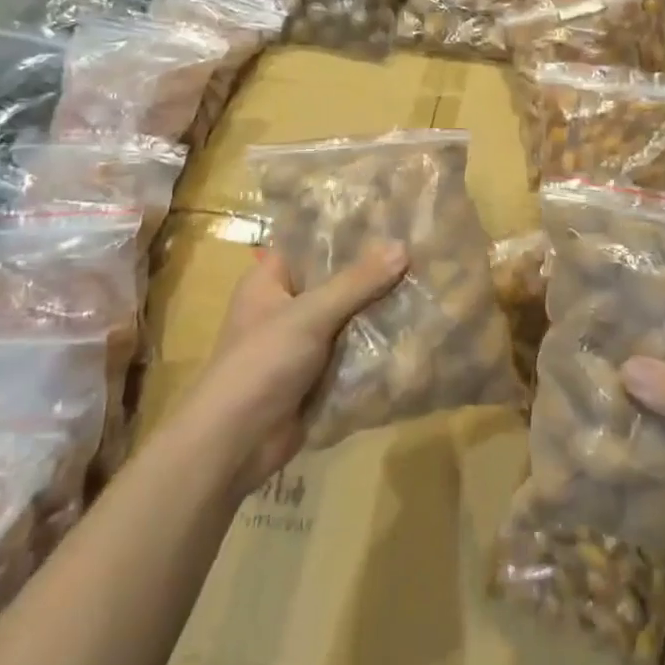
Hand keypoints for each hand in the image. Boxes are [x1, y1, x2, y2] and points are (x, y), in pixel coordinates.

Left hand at [189, 242, 407, 493]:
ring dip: (380, 312)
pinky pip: (353, 352)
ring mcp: (302, 344)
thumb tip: (403, 247)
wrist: (237, 442)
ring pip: (349, 319)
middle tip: (423, 254)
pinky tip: (416, 332)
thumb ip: (357, 282)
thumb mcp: (310, 314)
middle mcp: (285, 307)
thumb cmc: (262, 363)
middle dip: (375, 275)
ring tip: (428, 289)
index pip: (312, 244)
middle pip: (336, 282)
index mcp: (270, 281)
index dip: (348, 233)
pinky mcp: (317, 376)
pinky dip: (377, 347)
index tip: (393, 221)